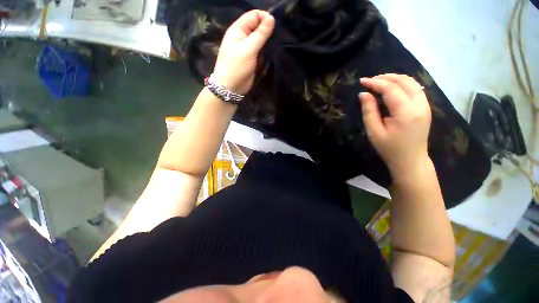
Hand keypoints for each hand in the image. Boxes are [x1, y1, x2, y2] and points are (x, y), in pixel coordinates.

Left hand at [212, 10, 274, 94]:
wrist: (230, 88)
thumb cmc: (236, 67)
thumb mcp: (248, 49)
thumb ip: (260, 34)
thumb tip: (271, 18)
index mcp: (238, 29)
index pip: (253, 16)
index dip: (264, 17)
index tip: (275, 25)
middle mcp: (243, 37)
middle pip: (257, 27)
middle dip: (267, 30)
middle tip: (277, 36)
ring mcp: (248, 49)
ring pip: (260, 40)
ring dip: (268, 41)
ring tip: (277, 44)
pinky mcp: (252, 59)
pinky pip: (261, 51)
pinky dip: (266, 51)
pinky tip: (272, 53)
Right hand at [359, 74, 431, 177]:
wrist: (411, 160)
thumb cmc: (389, 148)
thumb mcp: (374, 131)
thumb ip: (369, 111)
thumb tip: (363, 94)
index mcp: (406, 112)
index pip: (390, 89)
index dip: (375, 83)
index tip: (362, 81)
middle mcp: (420, 105)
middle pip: (404, 81)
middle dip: (386, 77)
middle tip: (370, 80)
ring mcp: (425, 105)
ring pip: (412, 82)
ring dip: (395, 79)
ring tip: (379, 81)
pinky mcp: (425, 107)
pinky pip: (415, 89)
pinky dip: (403, 84)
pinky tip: (392, 88)